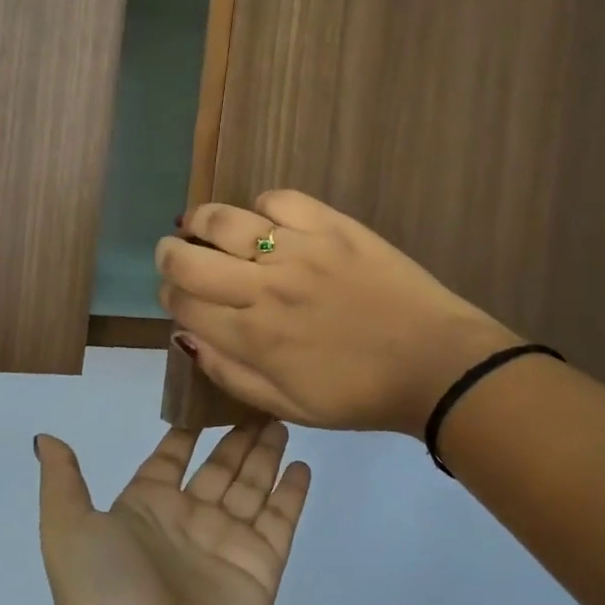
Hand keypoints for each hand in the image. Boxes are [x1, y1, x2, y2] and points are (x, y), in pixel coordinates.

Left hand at [34, 423, 309, 604]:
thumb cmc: (102, 592)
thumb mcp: (67, 527)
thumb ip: (64, 479)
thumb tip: (45, 438)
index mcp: (145, 509)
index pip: (171, 458)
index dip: (187, 430)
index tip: (207, 393)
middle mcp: (187, 522)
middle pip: (219, 467)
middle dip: (237, 435)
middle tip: (258, 399)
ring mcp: (226, 546)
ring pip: (252, 486)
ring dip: (266, 454)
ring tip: (282, 419)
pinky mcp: (259, 570)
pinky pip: (279, 521)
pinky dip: (292, 493)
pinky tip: (303, 465)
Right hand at [156, 190, 521, 434]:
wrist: (435, 365)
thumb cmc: (358, 395)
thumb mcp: (287, 406)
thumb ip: (229, 374)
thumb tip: (186, 336)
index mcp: (252, 337)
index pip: (183, 303)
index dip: (168, 296)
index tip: (176, 296)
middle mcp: (264, 288)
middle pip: (188, 258)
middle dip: (169, 255)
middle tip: (174, 254)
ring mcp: (298, 250)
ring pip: (224, 220)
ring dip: (201, 221)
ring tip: (202, 225)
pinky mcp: (332, 226)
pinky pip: (279, 199)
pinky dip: (262, 206)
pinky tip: (266, 221)